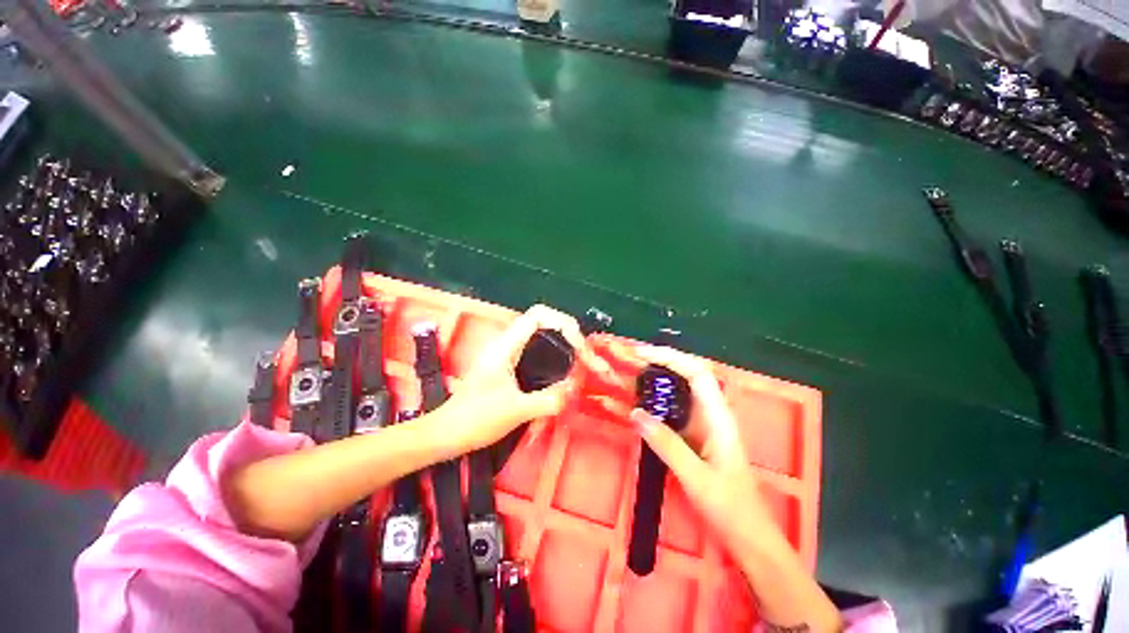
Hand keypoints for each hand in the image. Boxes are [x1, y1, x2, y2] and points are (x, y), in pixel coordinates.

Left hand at [438, 304, 612, 452]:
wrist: (447, 433)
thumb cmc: (476, 419)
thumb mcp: (517, 411)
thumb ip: (549, 399)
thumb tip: (575, 389)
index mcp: (506, 346)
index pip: (538, 315)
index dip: (562, 322)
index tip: (577, 345)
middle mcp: (506, 343)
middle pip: (542, 321)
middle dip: (566, 332)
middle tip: (583, 354)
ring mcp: (505, 352)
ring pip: (538, 334)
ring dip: (560, 341)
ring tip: (577, 359)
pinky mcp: (506, 364)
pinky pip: (534, 348)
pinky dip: (552, 352)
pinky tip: (560, 369)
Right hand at [610, 344, 781, 561]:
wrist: (748, 535)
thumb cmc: (729, 507)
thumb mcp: (695, 477)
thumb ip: (666, 444)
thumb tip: (636, 414)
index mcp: (718, 417)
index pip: (696, 373)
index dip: (670, 357)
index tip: (641, 354)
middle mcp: (712, 413)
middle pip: (689, 374)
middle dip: (662, 361)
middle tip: (632, 359)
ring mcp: (705, 423)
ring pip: (682, 389)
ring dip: (659, 377)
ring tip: (633, 373)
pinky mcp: (696, 434)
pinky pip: (675, 407)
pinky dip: (658, 398)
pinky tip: (643, 402)